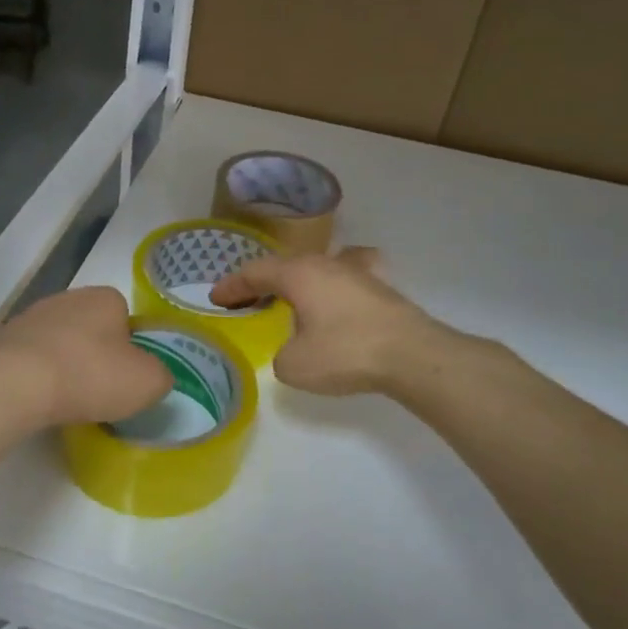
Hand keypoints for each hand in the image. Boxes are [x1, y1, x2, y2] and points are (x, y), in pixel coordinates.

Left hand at [0, 286, 172, 428]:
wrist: (15, 383)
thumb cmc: (90, 375)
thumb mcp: (147, 382)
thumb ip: (160, 375)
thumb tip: (154, 376)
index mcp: (104, 298)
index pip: (124, 315)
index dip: (129, 345)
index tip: (125, 375)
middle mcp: (67, 298)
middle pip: (90, 327)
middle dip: (94, 353)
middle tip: (98, 388)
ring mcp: (29, 317)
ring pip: (57, 342)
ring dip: (63, 364)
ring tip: (66, 399)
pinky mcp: (1, 340)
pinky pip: (28, 359)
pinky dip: (35, 376)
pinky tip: (37, 399)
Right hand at [210, 248, 441, 395]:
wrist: (411, 355)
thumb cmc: (345, 353)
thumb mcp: (294, 365)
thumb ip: (281, 354)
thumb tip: (292, 350)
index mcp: (298, 274)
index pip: (255, 272)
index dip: (232, 285)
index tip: (216, 298)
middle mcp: (325, 263)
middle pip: (285, 265)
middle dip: (262, 282)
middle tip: (245, 299)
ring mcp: (357, 271)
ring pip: (317, 267)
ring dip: (297, 281)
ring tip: (287, 296)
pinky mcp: (380, 286)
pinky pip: (348, 274)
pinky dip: (333, 281)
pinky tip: (339, 288)